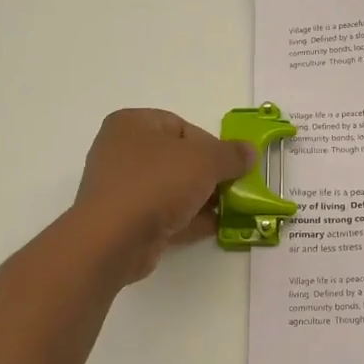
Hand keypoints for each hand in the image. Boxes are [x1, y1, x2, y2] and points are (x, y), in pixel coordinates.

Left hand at [73, 109, 254, 282]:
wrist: (114, 239)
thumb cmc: (156, 183)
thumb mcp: (204, 161)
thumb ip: (231, 154)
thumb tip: (250, 151)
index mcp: (132, 124)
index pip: (181, 126)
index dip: (210, 144)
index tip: (230, 164)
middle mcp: (121, 151)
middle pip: (177, 158)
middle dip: (208, 174)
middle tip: (232, 188)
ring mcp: (121, 188)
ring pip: (171, 188)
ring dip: (200, 199)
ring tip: (230, 210)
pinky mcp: (124, 221)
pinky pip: (163, 214)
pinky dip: (187, 219)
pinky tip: (214, 227)